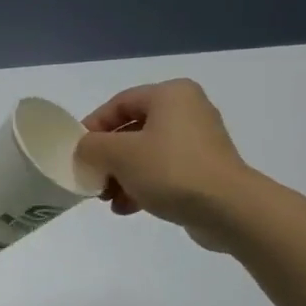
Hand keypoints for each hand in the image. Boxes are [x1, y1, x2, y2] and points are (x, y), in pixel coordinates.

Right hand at [75, 79, 253, 252]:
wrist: (229, 209)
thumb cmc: (171, 170)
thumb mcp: (119, 155)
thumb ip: (91, 147)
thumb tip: (85, 151)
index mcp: (170, 95)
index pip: (119, 103)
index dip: (92, 126)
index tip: (76, 153)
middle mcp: (187, 111)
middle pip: (132, 131)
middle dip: (107, 158)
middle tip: (91, 179)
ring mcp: (199, 143)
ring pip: (146, 154)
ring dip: (121, 176)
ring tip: (107, 199)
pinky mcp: (205, 171)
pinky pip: (164, 172)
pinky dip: (142, 186)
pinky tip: (126, 208)